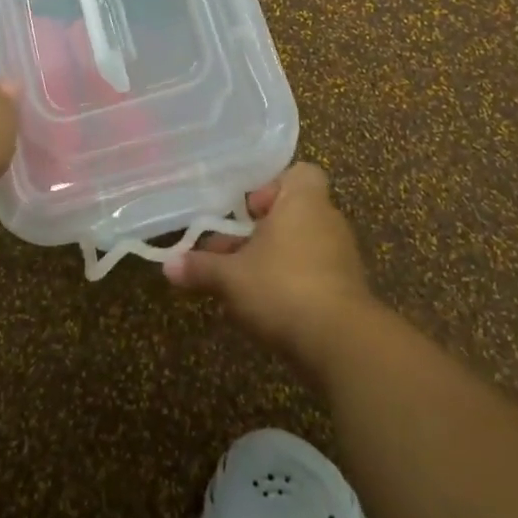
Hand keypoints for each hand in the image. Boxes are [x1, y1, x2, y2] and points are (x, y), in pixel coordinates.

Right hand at [164, 163, 375, 375]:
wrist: (342, 343)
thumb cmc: (282, 287)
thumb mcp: (231, 277)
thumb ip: (200, 268)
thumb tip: (168, 266)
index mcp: (303, 202)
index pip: (299, 174)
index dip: (272, 187)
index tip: (248, 211)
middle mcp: (328, 221)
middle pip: (292, 213)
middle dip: (260, 232)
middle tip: (229, 253)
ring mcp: (342, 257)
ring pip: (301, 246)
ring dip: (274, 260)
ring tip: (241, 285)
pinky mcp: (349, 291)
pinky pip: (315, 274)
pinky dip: (292, 284)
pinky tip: (267, 308)